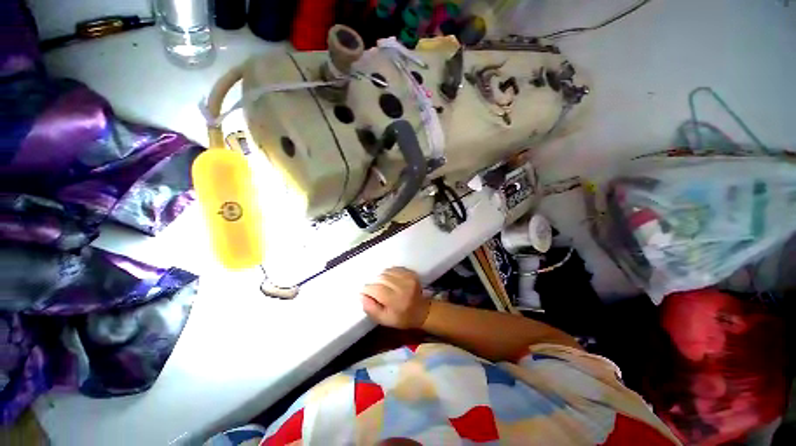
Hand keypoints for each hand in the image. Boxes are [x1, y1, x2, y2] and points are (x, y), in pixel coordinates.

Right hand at [361, 267, 429, 328]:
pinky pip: (394, 268)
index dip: (368, 289)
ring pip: (387, 272)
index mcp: (396, 301)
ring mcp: (408, 278)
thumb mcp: (384, 320)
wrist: (422, 311)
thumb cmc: (402, 318)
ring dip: (381, 277)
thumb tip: (361, 295)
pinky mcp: (411, 273)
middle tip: (374, 290)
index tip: (365, 292)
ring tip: (383, 286)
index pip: (377, 289)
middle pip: (381, 279)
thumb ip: (371, 309)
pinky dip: (389, 273)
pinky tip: (390, 280)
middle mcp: (403, 287)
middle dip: (374, 283)